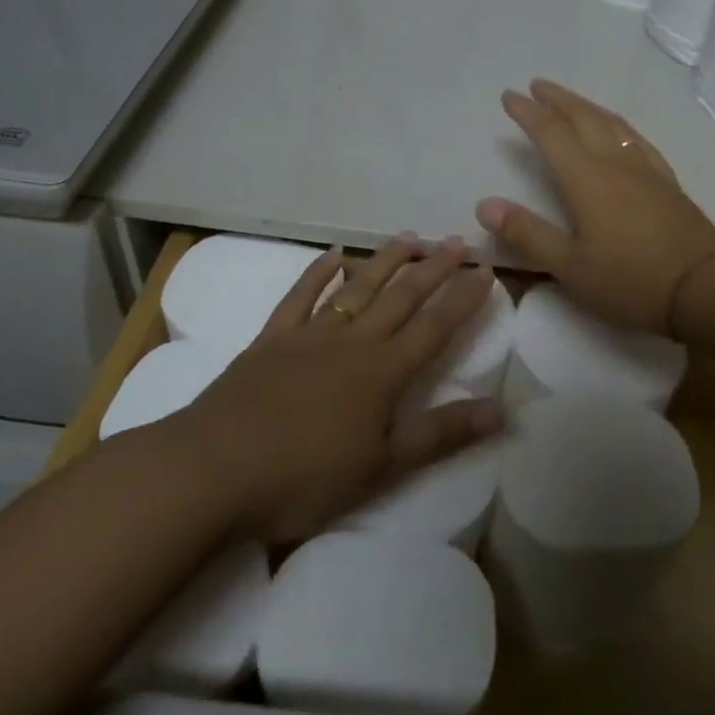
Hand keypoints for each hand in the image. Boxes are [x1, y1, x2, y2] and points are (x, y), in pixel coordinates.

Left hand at [180, 235, 501, 542]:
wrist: (214, 469)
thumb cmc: (304, 476)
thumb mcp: (382, 466)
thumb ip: (441, 434)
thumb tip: (501, 410)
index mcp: (383, 372)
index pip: (435, 326)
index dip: (463, 298)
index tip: (486, 269)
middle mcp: (353, 342)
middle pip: (401, 297)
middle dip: (433, 268)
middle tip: (456, 240)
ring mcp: (309, 335)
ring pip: (357, 288)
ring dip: (385, 261)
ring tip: (410, 237)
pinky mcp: (271, 339)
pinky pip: (299, 297)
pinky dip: (317, 274)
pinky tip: (332, 255)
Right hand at [476, 79, 714, 334]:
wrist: (706, 288)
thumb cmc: (631, 281)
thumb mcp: (570, 267)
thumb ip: (527, 234)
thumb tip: (484, 205)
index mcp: (587, 179)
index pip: (551, 134)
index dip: (528, 113)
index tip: (510, 96)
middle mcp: (615, 163)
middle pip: (583, 118)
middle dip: (558, 99)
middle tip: (537, 85)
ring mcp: (645, 170)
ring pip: (612, 124)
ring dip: (587, 106)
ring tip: (572, 100)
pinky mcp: (667, 182)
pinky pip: (637, 139)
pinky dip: (618, 125)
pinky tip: (620, 131)